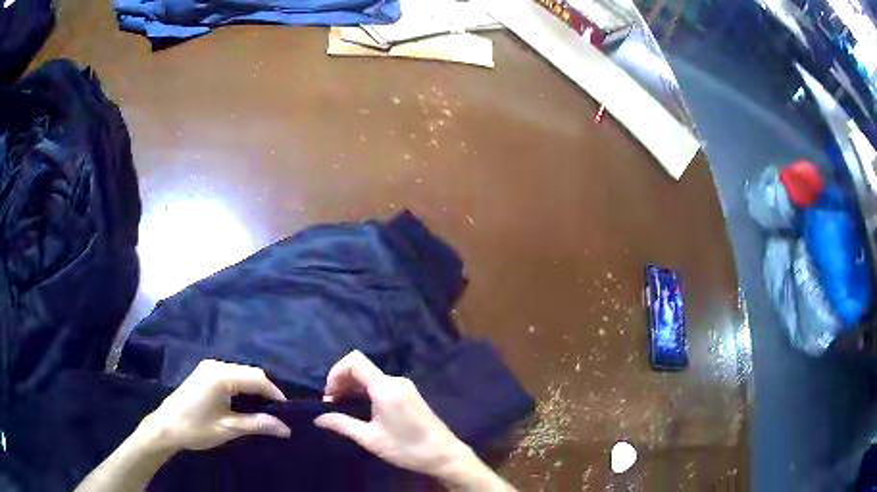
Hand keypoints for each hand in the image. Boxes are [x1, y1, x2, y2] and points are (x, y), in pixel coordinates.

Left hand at [140, 359, 290, 451]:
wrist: (166, 427)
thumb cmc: (196, 428)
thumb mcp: (229, 429)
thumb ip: (258, 424)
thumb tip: (287, 428)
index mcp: (221, 375)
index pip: (257, 378)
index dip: (275, 394)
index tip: (288, 413)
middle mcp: (216, 365)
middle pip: (250, 373)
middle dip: (266, 392)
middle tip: (278, 414)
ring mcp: (209, 367)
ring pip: (241, 373)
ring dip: (255, 390)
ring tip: (265, 411)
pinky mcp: (205, 373)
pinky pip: (231, 376)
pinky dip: (243, 388)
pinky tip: (246, 404)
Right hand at [314, 351, 510, 489]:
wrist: (444, 455)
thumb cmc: (407, 449)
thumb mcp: (370, 439)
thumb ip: (342, 424)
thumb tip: (318, 418)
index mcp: (386, 388)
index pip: (355, 361)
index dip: (335, 373)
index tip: (329, 396)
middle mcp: (395, 381)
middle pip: (361, 368)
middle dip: (342, 382)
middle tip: (331, 405)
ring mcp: (405, 386)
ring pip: (371, 377)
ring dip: (353, 388)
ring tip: (342, 409)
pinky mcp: (409, 394)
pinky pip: (381, 385)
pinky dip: (366, 392)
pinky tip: (360, 409)